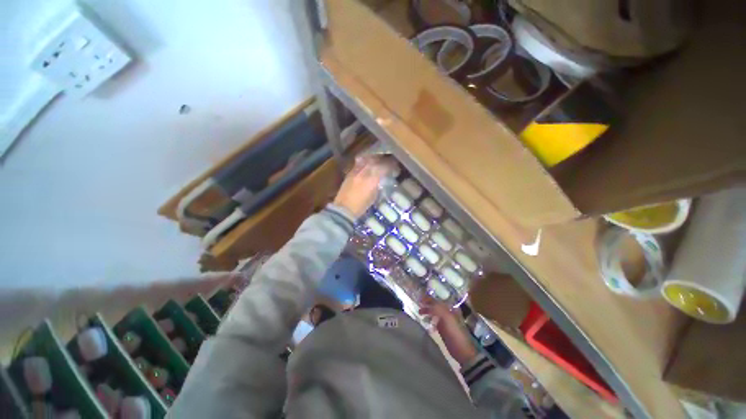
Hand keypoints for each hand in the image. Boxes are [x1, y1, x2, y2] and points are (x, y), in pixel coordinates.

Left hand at [333, 155, 394, 217]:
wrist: (344, 209)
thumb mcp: (374, 196)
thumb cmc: (361, 206)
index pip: (384, 167)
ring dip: (373, 159)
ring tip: (377, 160)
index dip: (391, 165)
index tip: (395, 166)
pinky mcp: (349, 173)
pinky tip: (366, 163)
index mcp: (372, 180)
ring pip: (366, 160)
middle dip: (382, 160)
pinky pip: (358, 163)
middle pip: (375, 160)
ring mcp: (355, 172)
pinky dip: (364, 162)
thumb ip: (379, 185)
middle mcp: (364, 172)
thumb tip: (383, 179)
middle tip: (387, 161)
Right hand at [420, 300, 477, 366]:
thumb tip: (426, 302)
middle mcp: (447, 312)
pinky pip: (434, 320)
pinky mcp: (442, 328)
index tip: (420, 298)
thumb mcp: (447, 318)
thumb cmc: (455, 333)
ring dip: (427, 311)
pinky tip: (425, 321)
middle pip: (435, 305)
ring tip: (419, 312)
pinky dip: (429, 319)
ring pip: (434, 312)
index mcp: (450, 308)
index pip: (438, 299)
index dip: (429, 298)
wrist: (461, 351)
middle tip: (418, 304)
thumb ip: (437, 308)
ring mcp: (445, 320)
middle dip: (427, 304)